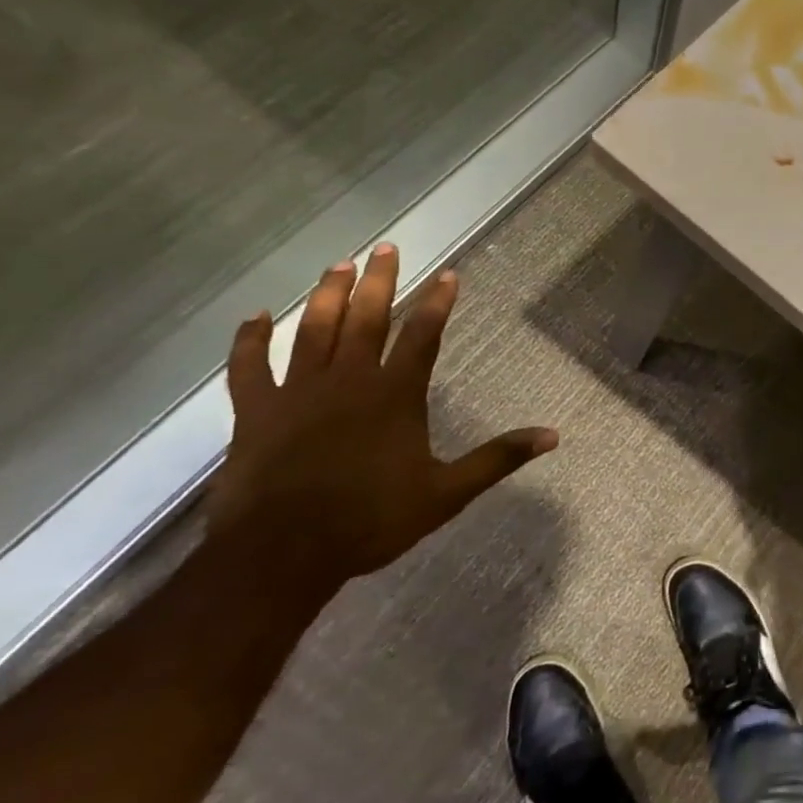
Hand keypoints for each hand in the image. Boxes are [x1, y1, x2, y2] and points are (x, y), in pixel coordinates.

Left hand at [210, 243, 556, 582]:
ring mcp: (297, 393)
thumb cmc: (371, 520)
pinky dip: (249, 339)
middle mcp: (348, 381)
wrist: (282, 554)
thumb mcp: (447, 492)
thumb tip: (553, 435)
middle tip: (385, 248)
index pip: (422, 335)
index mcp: (395, 396)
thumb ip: (498, 458)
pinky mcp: (255, 412)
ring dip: (326, 295)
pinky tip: (255, 316)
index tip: (447, 274)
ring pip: (312, 330)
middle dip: (378, 281)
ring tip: (337, 265)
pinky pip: (248, 366)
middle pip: (366, 318)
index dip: (437, 302)